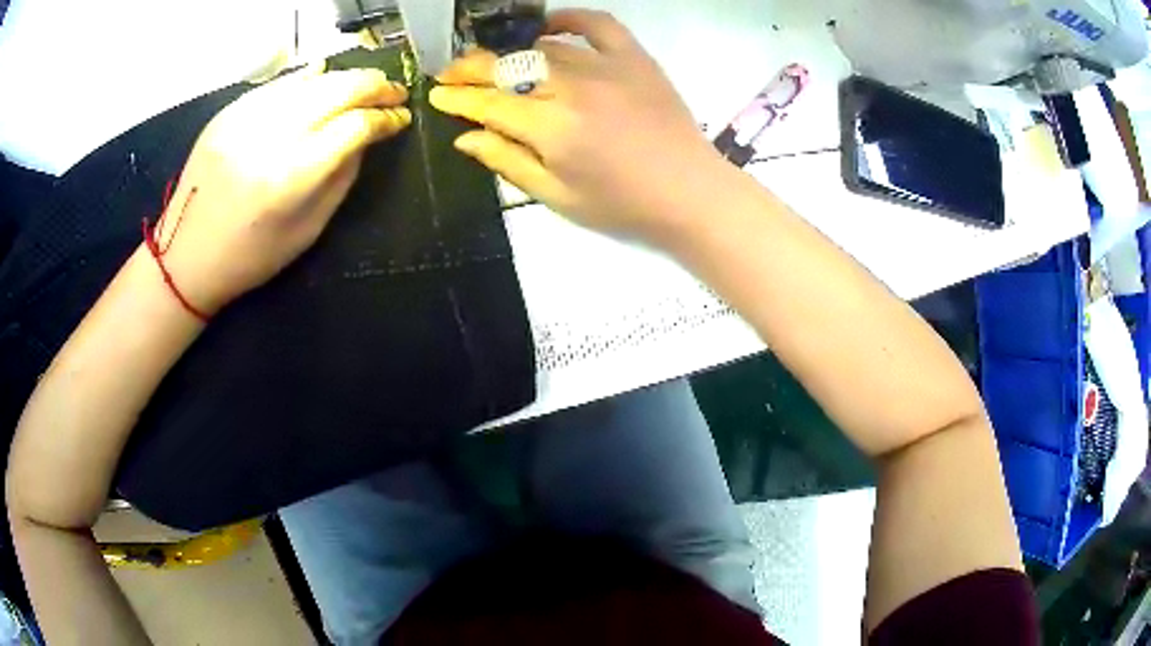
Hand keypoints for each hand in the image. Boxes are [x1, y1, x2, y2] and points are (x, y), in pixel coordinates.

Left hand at [156, 64, 410, 315]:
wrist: (184, 257)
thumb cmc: (250, 257)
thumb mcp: (309, 229)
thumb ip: (342, 176)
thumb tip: (366, 135)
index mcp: (291, 176)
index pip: (354, 126)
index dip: (385, 118)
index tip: (401, 118)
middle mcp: (269, 136)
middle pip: (338, 89)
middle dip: (374, 86)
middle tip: (393, 92)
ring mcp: (245, 118)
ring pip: (311, 79)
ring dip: (345, 79)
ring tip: (364, 86)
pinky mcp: (228, 112)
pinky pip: (279, 84)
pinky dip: (306, 80)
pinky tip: (322, 79)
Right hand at [430, 9, 724, 240]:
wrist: (690, 193)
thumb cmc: (622, 205)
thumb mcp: (556, 197)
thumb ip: (507, 162)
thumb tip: (465, 137)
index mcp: (550, 128)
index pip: (487, 103)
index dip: (456, 99)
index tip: (437, 95)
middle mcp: (572, 88)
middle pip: (507, 66)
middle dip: (471, 69)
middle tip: (452, 74)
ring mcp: (605, 66)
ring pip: (542, 47)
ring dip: (510, 52)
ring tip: (493, 61)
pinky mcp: (635, 58)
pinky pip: (596, 24)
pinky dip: (569, 20)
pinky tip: (549, 25)